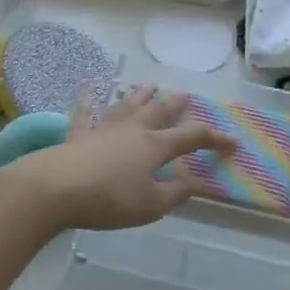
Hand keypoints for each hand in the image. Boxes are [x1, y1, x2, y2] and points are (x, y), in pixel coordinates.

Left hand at [0, 87, 236, 234]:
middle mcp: (132, 129)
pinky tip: (87, 91)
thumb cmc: (109, 199)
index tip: (233, 142)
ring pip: (126, 105)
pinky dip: (87, 102)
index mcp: (154, 146)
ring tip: (149, 84)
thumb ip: (176, 192)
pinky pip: (84, 113)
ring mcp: (103, 128)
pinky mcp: (78, 134)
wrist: (56, 187)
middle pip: (159, 110)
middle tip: (188, 95)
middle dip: (176, 104)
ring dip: (139, 94)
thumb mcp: (150, 204)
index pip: (191, 137)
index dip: (214, 139)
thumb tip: (200, 182)